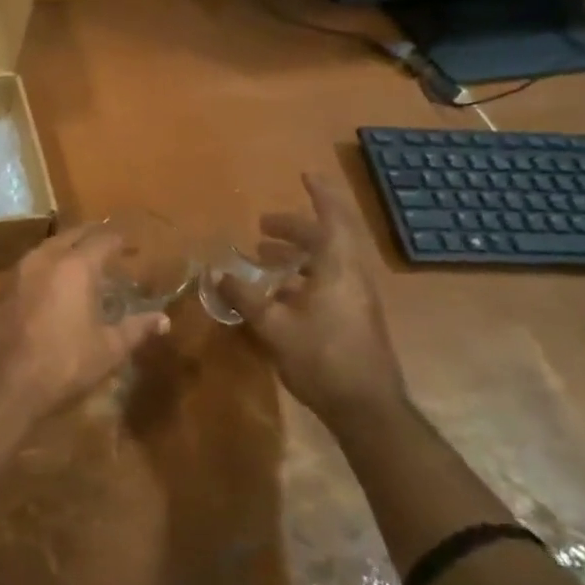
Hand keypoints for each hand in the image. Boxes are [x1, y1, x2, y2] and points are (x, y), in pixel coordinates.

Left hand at [0, 225, 170, 422]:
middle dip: (92, 236)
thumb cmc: (64, 364)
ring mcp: (19, 271)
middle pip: (73, 234)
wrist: (3, 385)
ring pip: (48, 246)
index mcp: (76, 266)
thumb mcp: (108, 350)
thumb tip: (163, 320)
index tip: (132, 245)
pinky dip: (49, 265)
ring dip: (68, 247)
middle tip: (110, 245)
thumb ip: (136, 329)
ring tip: (84, 260)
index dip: (120, 240)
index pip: (103, 239)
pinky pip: (32, 264)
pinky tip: (55, 283)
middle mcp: (46, 258)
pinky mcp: (3, 289)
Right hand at [217, 173, 407, 426]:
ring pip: (328, 262)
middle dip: (295, 227)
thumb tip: (217, 275)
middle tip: (263, 226)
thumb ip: (245, 298)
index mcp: (338, 269)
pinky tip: (279, 294)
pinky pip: (328, 281)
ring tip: (264, 257)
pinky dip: (303, 275)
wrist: (367, 409)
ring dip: (297, 253)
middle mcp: (352, 276)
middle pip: (326, 239)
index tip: (305, 175)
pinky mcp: (354, 318)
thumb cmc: (322, 359)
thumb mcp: (274, 327)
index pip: (332, 219)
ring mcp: (356, 298)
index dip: (320, 194)